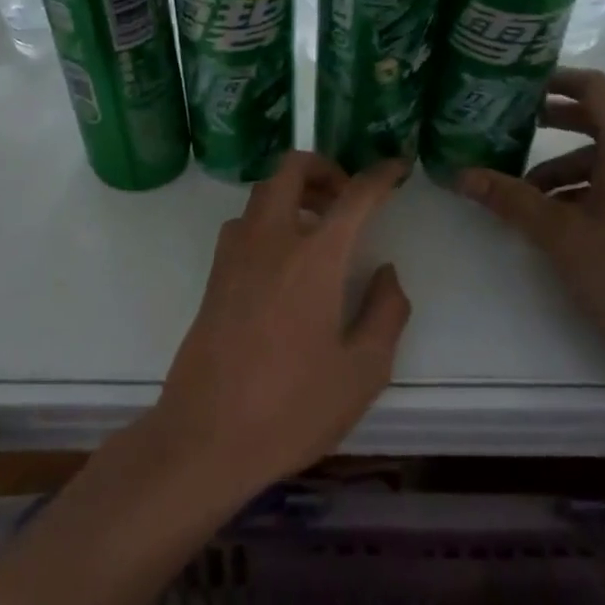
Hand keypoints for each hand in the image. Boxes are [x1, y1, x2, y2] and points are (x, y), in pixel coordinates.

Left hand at [148, 152, 411, 503]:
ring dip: (294, 192)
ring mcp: (235, 255)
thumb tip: (386, 272)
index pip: (354, 196)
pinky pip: (244, 223)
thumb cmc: (293, 408)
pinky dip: (270, 218)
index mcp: (314, 257)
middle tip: (347, 196)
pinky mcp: (214, 276)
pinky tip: (285, 259)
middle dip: (324, 167)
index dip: (381, 175)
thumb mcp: (363, 371)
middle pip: (291, 169)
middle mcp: (271, 240)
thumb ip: (386, 312)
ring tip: (320, 228)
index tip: (398, 167)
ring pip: (263, 193)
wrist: (206, 438)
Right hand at [455, 68, 604, 397]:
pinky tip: (563, 226)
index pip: (594, 90)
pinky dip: (590, 193)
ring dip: (566, 172)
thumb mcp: (560, 235)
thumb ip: (510, 199)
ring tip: (527, 200)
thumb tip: (460, 175)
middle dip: (553, 128)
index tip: (518, 88)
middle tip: (508, 135)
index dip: (556, 81)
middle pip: (600, 125)